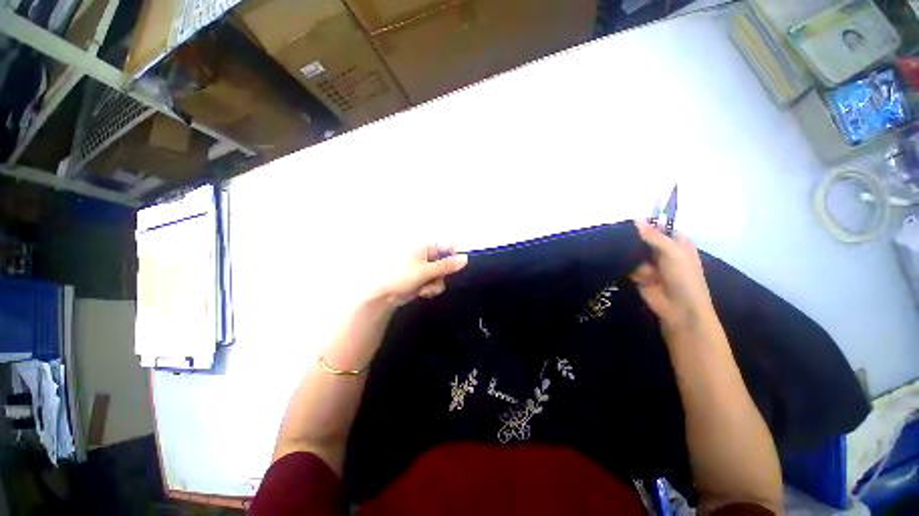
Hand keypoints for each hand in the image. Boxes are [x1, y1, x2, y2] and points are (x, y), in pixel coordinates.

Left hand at [372, 245, 468, 307]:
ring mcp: (424, 269)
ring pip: (442, 276)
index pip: (447, 246)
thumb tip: (465, 258)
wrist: (384, 295)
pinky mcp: (422, 281)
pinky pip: (435, 283)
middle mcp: (426, 257)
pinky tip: (422, 292)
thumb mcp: (426, 270)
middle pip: (446, 263)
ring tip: (425, 289)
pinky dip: (430, 289)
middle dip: (443, 274)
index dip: (455, 255)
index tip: (460, 265)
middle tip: (437, 279)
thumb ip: (446, 265)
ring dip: (436, 284)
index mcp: (425, 248)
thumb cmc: (402, 276)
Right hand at [630, 221, 714, 332]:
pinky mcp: (639, 275)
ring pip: (633, 252)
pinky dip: (632, 269)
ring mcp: (650, 263)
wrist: (679, 308)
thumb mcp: (671, 251)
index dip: (647, 224)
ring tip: (642, 267)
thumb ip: (653, 235)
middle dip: (635, 241)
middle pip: (643, 239)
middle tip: (625, 239)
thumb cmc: (683, 276)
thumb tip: (636, 219)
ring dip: (634, 257)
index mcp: (676, 242)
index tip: (630, 222)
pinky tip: (640, 276)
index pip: (659, 227)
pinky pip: (629, 265)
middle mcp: (663, 251)